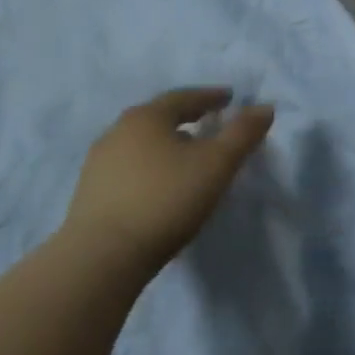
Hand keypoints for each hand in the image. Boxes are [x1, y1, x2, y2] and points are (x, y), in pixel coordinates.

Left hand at [63, 89, 273, 269]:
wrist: (102, 257)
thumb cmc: (166, 199)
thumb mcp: (217, 164)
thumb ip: (243, 133)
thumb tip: (265, 107)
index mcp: (147, 117)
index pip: (184, 97)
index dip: (211, 97)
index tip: (230, 98)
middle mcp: (117, 132)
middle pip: (159, 117)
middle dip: (186, 118)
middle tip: (209, 124)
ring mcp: (98, 163)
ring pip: (141, 143)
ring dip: (166, 144)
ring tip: (186, 157)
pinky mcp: (89, 193)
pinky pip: (128, 169)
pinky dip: (150, 168)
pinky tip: (160, 186)